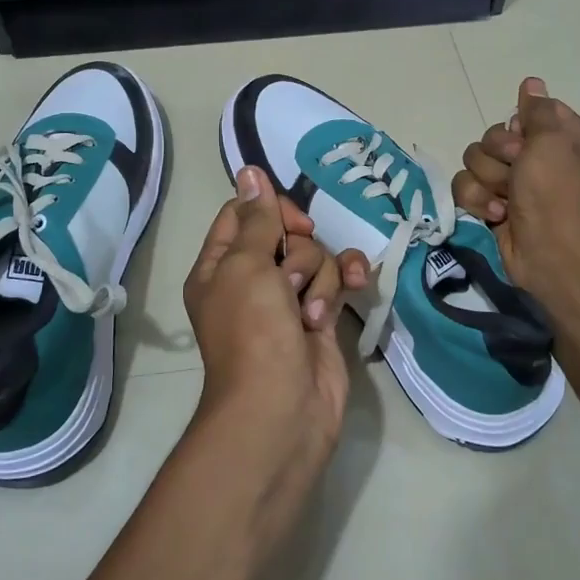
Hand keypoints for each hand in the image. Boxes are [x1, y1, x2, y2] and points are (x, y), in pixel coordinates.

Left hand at [183, 165, 369, 467]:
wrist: (282, 408)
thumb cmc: (253, 331)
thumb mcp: (246, 266)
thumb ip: (256, 218)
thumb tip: (249, 170)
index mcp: (219, 267)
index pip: (242, 214)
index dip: (270, 210)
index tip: (291, 223)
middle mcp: (251, 280)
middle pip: (285, 234)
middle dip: (298, 252)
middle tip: (290, 281)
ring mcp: (286, 301)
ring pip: (315, 258)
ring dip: (320, 278)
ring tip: (310, 313)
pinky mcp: (319, 319)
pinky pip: (336, 282)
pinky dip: (346, 284)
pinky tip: (360, 287)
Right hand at [451, 77, 579, 299]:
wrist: (548, 254)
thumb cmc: (556, 194)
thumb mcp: (553, 142)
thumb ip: (538, 110)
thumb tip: (531, 83)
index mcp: (565, 140)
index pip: (529, 112)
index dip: (519, 125)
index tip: (525, 139)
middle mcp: (540, 159)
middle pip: (494, 136)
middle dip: (498, 155)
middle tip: (516, 173)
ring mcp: (515, 184)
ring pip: (475, 161)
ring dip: (487, 181)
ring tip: (505, 201)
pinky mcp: (493, 205)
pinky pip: (467, 187)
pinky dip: (478, 201)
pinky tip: (496, 216)